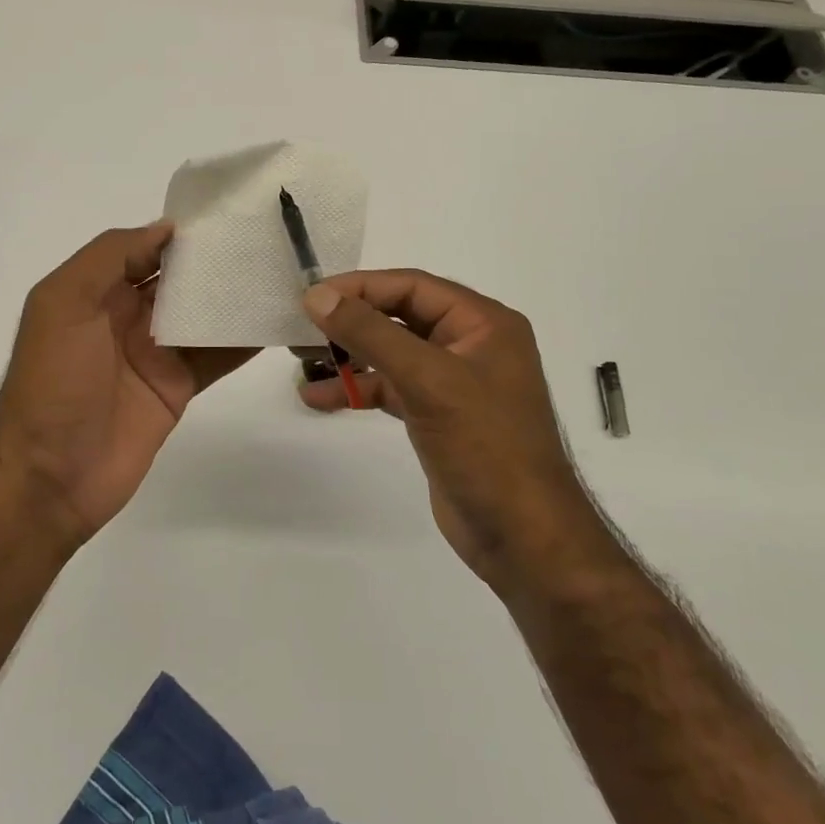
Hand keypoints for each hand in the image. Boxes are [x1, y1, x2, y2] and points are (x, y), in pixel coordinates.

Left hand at [0, 222, 256, 540]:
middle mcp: (128, 316)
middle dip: (216, 261)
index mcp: (97, 291)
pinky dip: (243, 340)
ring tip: (282, 273)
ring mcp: (156, 353)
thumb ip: (109, 258)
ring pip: (203, 315)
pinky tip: (275, 321)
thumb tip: (166, 228)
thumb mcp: (64, 303)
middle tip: (268, 239)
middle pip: (180, 280)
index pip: (146, 249)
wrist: (51, 475)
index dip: (182, 233)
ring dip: (235, 297)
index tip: (229, 213)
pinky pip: (216, 356)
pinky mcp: (178, 387)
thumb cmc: (53, 381)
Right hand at [298, 270, 593, 591]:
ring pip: (392, 353)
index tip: (312, 296)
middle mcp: (471, 344)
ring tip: (302, 359)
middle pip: (401, 316)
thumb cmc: (484, 445)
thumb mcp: (426, 379)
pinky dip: (359, 389)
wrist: (522, 537)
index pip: (413, 286)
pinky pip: (392, 388)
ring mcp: (454, 382)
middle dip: (352, 321)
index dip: (361, 287)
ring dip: (350, 356)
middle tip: (302, 325)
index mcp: (483, 323)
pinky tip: (320, 397)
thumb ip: (371, 333)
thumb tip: (317, 296)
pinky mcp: (438, 416)